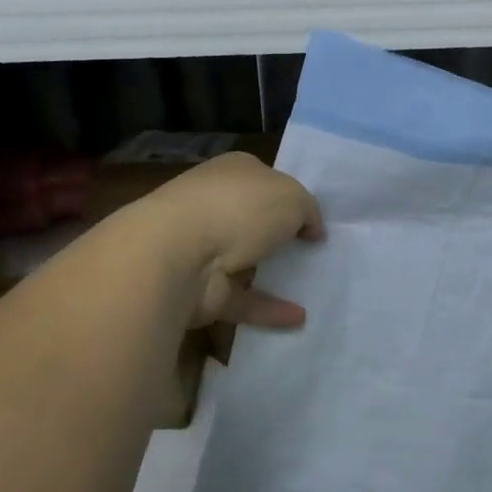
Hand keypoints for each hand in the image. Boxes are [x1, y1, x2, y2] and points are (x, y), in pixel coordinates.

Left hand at [141, 153, 323, 328]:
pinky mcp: (203, 289)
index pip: (265, 179)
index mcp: (232, 172)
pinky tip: (299, 318)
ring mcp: (204, 248)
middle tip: (312, 251)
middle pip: (253, 219)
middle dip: (277, 234)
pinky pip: (243, 299)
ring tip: (310, 285)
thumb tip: (311, 229)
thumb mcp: (293, 196)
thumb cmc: (240, 208)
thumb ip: (308, 211)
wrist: (178, 254)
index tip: (313, 220)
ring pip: (245, 260)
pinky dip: (269, 309)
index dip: (290, 196)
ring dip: (270, 273)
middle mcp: (215, 205)